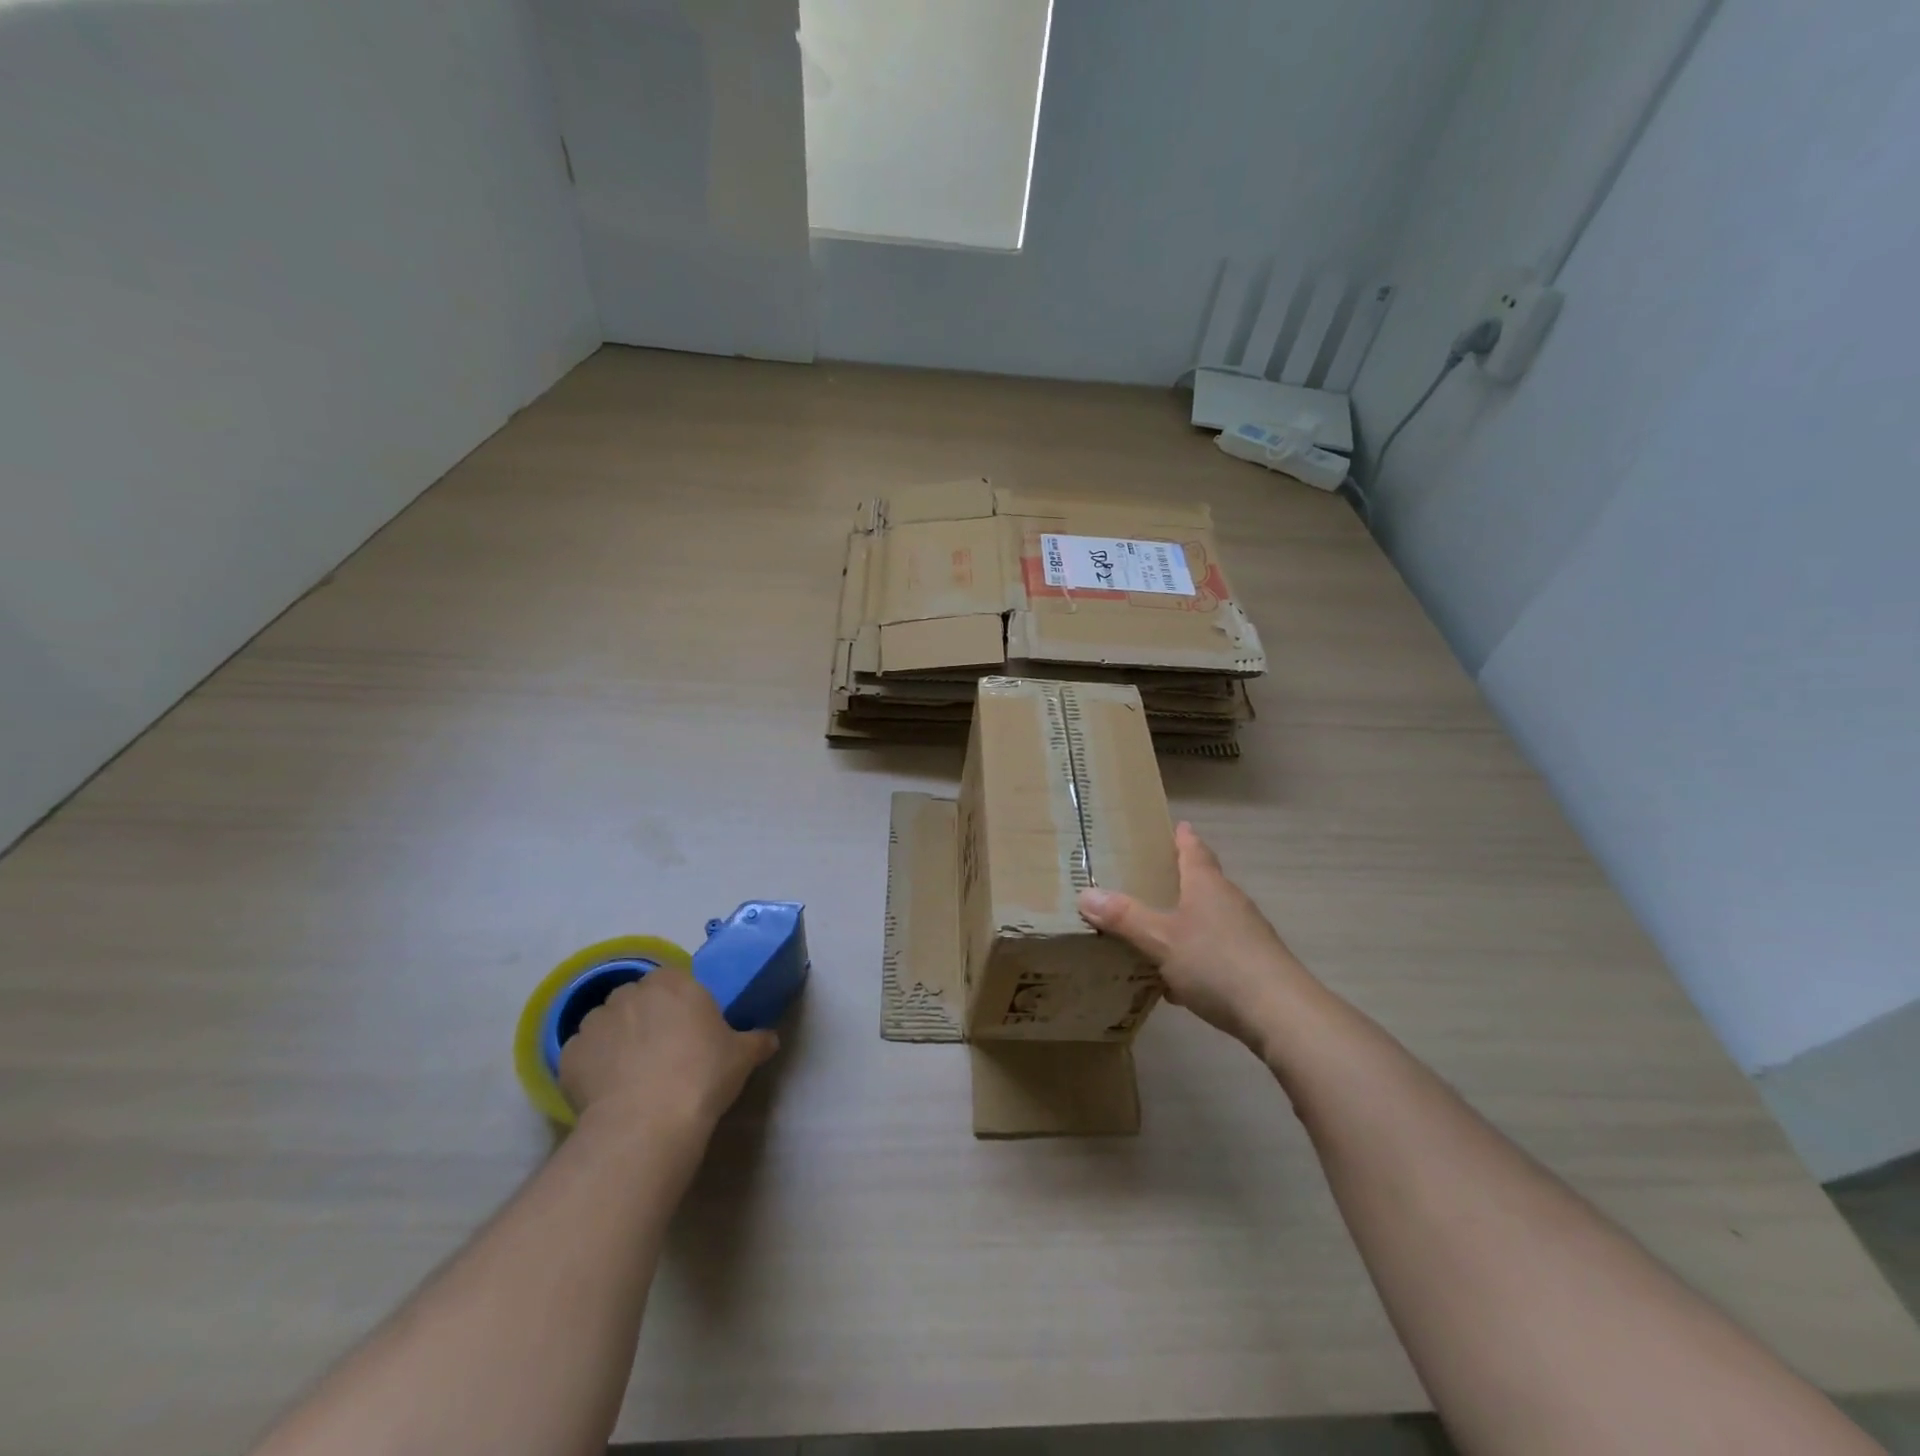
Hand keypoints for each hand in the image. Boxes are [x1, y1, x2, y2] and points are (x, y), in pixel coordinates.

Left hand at [558, 968, 777, 1136]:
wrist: (647, 1122)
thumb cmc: (702, 1076)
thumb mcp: (742, 1056)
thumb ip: (756, 1041)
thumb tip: (770, 1038)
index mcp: (674, 983)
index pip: (673, 980)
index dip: (678, 1004)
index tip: (687, 1029)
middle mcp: (631, 992)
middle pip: (637, 998)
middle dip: (645, 1017)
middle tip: (662, 1050)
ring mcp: (595, 1021)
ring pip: (606, 1022)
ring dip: (616, 1038)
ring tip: (630, 1073)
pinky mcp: (568, 1054)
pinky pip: (582, 1053)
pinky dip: (591, 1066)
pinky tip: (607, 1090)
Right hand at [1077, 822, 1317, 1058]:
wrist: (1281, 1013)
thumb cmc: (1216, 963)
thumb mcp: (1160, 940)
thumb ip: (1124, 918)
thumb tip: (1086, 894)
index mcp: (1207, 886)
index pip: (1194, 851)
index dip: (1184, 838)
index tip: (1177, 826)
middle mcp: (1230, 902)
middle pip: (1204, 883)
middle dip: (1180, 881)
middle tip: (1150, 879)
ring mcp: (1248, 935)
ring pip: (1210, 920)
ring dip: (1186, 923)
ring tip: (1156, 932)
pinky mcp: (1255, 966)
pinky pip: (1217, 953)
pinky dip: (1196, 958)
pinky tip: (1178, 984)